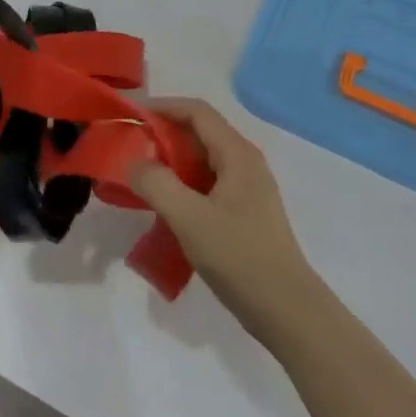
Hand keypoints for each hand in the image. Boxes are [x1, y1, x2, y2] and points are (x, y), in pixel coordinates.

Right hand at [126, 98, 322, 338]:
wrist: (285, 309)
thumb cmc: (238, 256)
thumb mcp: (188, 217)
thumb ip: (156, 183)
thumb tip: (135, 162)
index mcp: (237, 154)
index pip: (196, 111)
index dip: (162, 107)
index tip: (130, 116)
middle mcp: (245, 162)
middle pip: (199, 133)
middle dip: (163, 135)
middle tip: (129, 149)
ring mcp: (247, 188)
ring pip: (202, 160)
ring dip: (171, 162)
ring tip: (141, 177)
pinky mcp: (244, 212)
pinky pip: (207, 184)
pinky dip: (183, 185)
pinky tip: (164, 206)